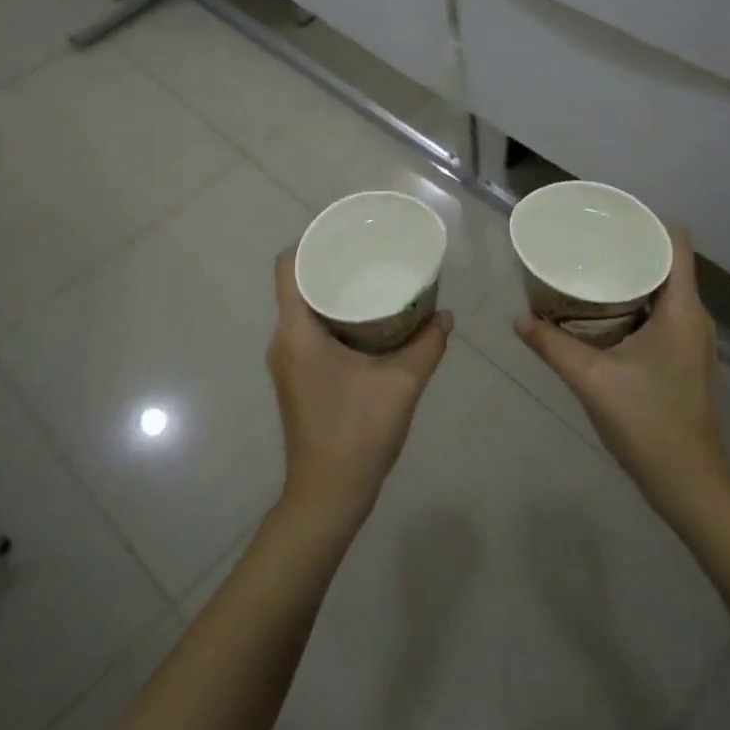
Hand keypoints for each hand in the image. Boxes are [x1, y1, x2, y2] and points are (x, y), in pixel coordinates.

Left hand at [267, 249, 452, 532]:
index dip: (312, 241)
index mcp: (297, 332)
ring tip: (374, 281)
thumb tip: (446, 316)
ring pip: (304, 309)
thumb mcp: (402, 384)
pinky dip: (334, 318)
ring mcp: (286, 362)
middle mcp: (283, 340)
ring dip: (334, 293)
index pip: (288, 266)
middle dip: (332, 264)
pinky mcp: (296, 378)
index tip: (347, 234)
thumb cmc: (357, 434)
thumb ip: (427, 345)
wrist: (327, 496)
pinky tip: (368, 323)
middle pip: (297, 284)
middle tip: (372, 254)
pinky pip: (309, 331)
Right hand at [515, 226, 729, 518]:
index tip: (608, 215)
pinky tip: (601, 314)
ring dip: (629, 279)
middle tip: (586, 241)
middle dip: (627, 249)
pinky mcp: (684, 360)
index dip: (646, 222)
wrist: (691, 484)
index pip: (676, 244)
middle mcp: (694, 318)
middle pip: (667, 264)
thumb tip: (519, 319)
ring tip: (588, 270)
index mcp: (682, 311)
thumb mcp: (592, 381)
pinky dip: (634, 305)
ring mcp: (692, 341)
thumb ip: (553, 347)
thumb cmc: (648, 424)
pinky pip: (661, 315)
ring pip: (663, 292)